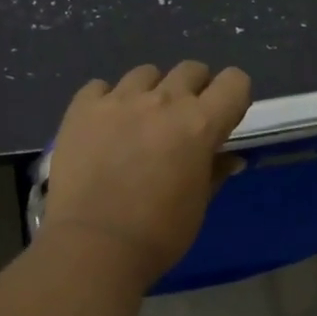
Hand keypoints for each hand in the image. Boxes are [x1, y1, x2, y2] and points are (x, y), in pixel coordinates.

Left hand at [40, 60, 252, 288]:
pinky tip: (104, 126)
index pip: (235, 82)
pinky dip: (108, 101)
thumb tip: (230, 158)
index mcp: (200, 124)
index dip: (233, 96)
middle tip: (182, 121)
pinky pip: (100, 87)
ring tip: (139, 121)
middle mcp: (163, 101)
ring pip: (145, 73)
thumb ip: (214, 172)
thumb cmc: (159, 233)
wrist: (94, 246)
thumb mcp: (198, 205)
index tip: (223, 117)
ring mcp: (119, 100)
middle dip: (194, 89)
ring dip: (151, 91)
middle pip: (190, 69)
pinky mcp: (82, 109)